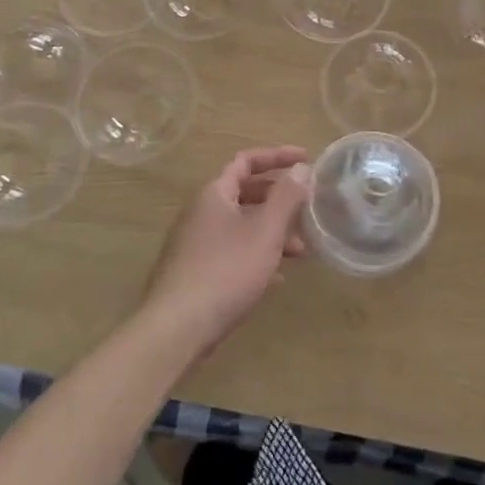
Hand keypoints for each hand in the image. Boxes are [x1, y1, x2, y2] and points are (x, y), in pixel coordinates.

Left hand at [138, 146, 311, 359]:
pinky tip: (276, 277)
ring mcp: (195, 243)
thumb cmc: (226, 270)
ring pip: (240, 225)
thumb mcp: (265, 231)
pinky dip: (256, 255)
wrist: (177, 327)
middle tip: (307, 208)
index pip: (246, 161)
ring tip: (300, 251)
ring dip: (271, 231)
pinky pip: (232, 252)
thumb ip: (286, 197)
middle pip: (244, 193)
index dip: (277, 157)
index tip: (306, 159)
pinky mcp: (195, 272)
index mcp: (214, 193)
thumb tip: (301, 168)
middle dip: (279, 199)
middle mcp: (201, 212)